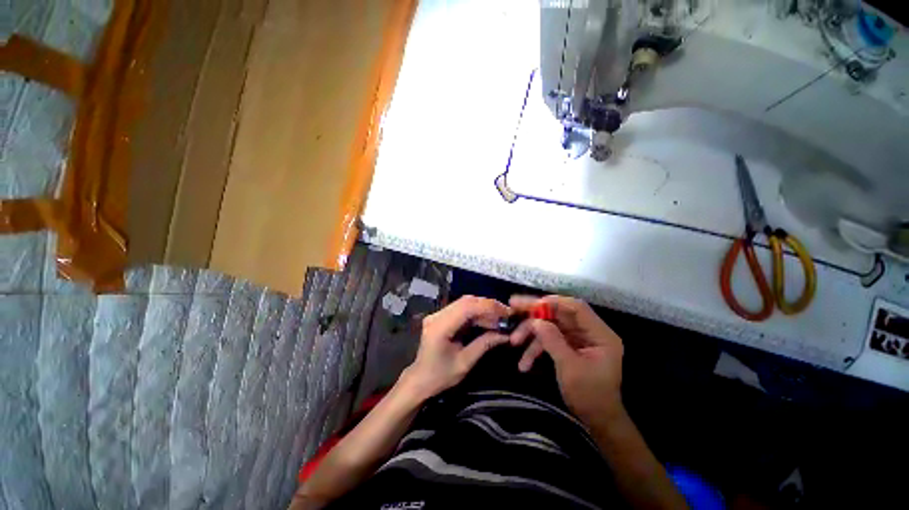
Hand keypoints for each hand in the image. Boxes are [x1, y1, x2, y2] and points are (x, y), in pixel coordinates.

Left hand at [400, 296, 510, 400]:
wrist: (420, 380)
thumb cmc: (440, 376)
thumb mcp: (465, 363)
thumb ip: (484, 344)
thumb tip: (506, 334)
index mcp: (440, 327)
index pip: (467, 308)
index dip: (488, 307)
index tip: (506, 312)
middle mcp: (437, 315)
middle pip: (466, 301)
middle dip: (488, 305)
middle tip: (506, 313)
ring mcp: (437, 314)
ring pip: (464, 303)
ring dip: (483, 308)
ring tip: (499, 317)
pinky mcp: (440, 316)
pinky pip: (461, 309)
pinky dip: (476, 312)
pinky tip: (487, 319)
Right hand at [509, 295, 624, 426]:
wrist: (597, 420)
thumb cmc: (589, 396)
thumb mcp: (570, 368)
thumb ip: (553, 341)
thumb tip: (536, 321)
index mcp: (599, 334)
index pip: (576, 308)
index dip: (553, 302)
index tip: (530, 303)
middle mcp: (589, 332)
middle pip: (559, 313)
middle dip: (535, 313)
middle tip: (513, 307)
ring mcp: (577, 338)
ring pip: (550, 326)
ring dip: (531, 333)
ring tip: (513, 341)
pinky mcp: (568, 346)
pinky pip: (549, 339)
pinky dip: (535, 347)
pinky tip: (524, 362)